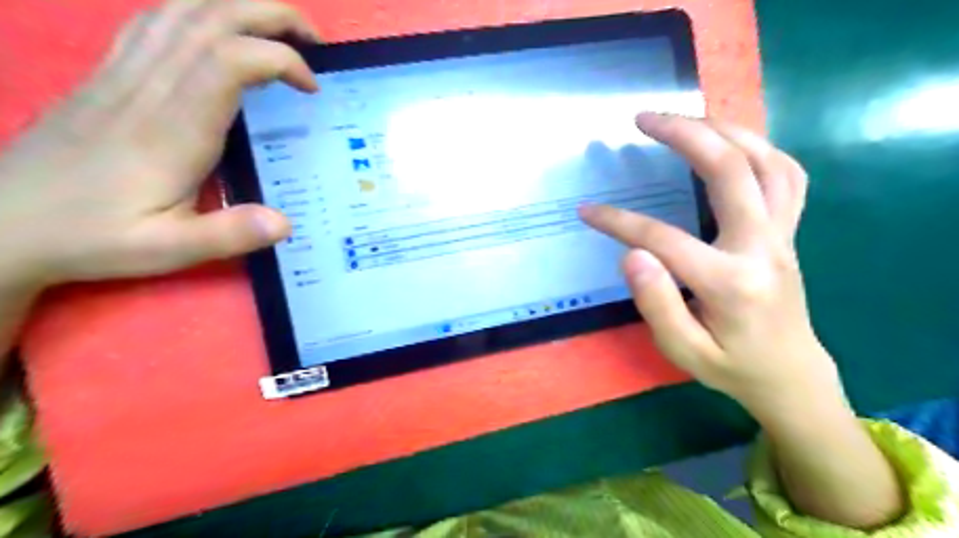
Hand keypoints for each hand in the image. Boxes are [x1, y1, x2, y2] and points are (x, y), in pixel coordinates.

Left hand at [1, 0, 318, 294]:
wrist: (2, 223)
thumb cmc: (93, 236)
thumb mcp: (168, 250)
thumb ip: (229, 235)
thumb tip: (286, 223)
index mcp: (173, 129)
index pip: (230, 61)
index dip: (280, 60)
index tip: (312, 88)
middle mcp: (148, 87)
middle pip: (210, 18)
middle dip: (271, 16)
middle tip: (313, 40)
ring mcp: (122, 75)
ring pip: (181, 11)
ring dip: (237, 8)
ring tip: (277, 29)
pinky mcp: (107, 76)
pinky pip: (152, 23)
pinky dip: (195, 14)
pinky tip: (217, 31)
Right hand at [575, 113, 840, 415]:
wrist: (790, 375)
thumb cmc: (731, 367)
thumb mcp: (684, 350)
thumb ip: (657, 303)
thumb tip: (633, 253)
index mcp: (730, 282)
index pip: (664, 239)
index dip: (619, 222)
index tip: (587, 211)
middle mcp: (763, 247)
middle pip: (730, 171)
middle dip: (684, 135)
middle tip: (643, 119)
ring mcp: (783, 235)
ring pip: (767, 161)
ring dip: (725, 129)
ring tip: (684, 118)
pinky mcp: (788, 232)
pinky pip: (786, 175)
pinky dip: (758, 147)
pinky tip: (729, 142)